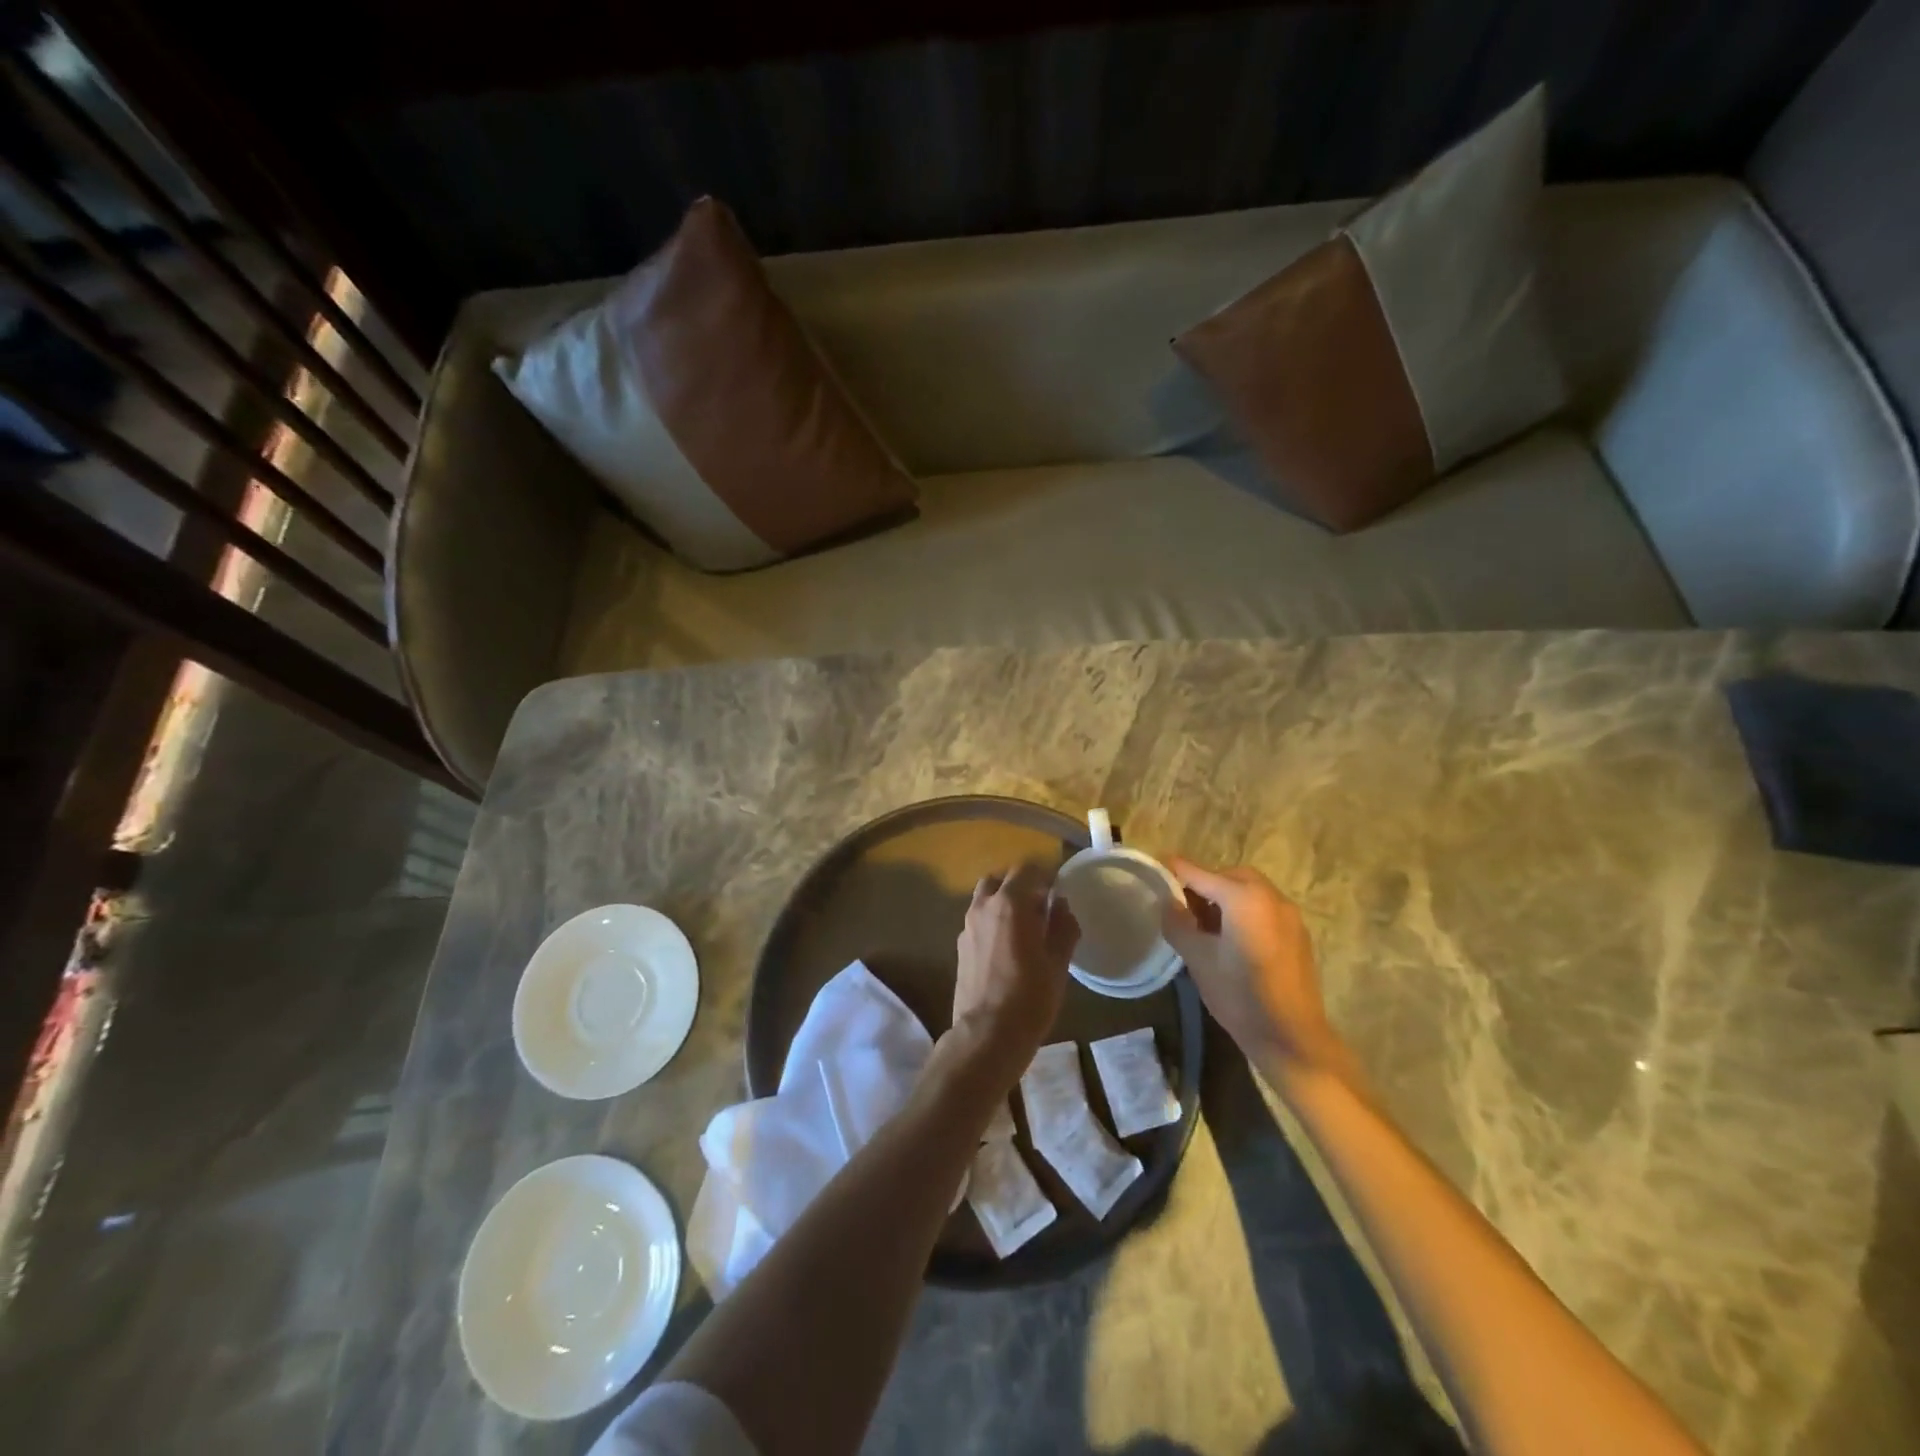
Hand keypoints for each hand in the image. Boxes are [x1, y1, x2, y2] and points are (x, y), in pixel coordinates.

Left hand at [951, 863, 1078, 1080]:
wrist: (987, 1034)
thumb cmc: (1030, 997)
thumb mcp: (1058, 962)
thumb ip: (1062, 925)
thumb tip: (1060, 903)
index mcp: (1010, 903)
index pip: (1026, 870)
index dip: (1045, 876)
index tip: (1058, 891)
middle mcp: (983, 906)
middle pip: (1001, 879)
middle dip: (1021, 886)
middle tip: (1041, 907)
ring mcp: (967, 926)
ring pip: (985, 898)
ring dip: (1003, 902)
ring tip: (1024, 927)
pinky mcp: (960, 946)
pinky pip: (978, 920)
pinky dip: (993, 921)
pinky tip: (1007, 947)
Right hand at [1162, 858, 1343, 1074]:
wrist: (1292, 1037)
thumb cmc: (1240, 995)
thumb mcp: (1198, 959)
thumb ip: (1178, 924)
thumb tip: (1168, 902)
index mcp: (1243, 897)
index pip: (1199, 873)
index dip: (1174, 870)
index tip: (1155, 869)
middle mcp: (1270, 897)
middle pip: (1229, 876)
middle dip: (1205, 883)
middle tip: (1183, 906)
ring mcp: (1289, 915)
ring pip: (1250, 890)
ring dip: (1226, 896)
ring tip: (1206, 924)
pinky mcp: (1298, 934)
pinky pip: (1265, 907)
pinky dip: (1245, 910)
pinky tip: (1233, 939)